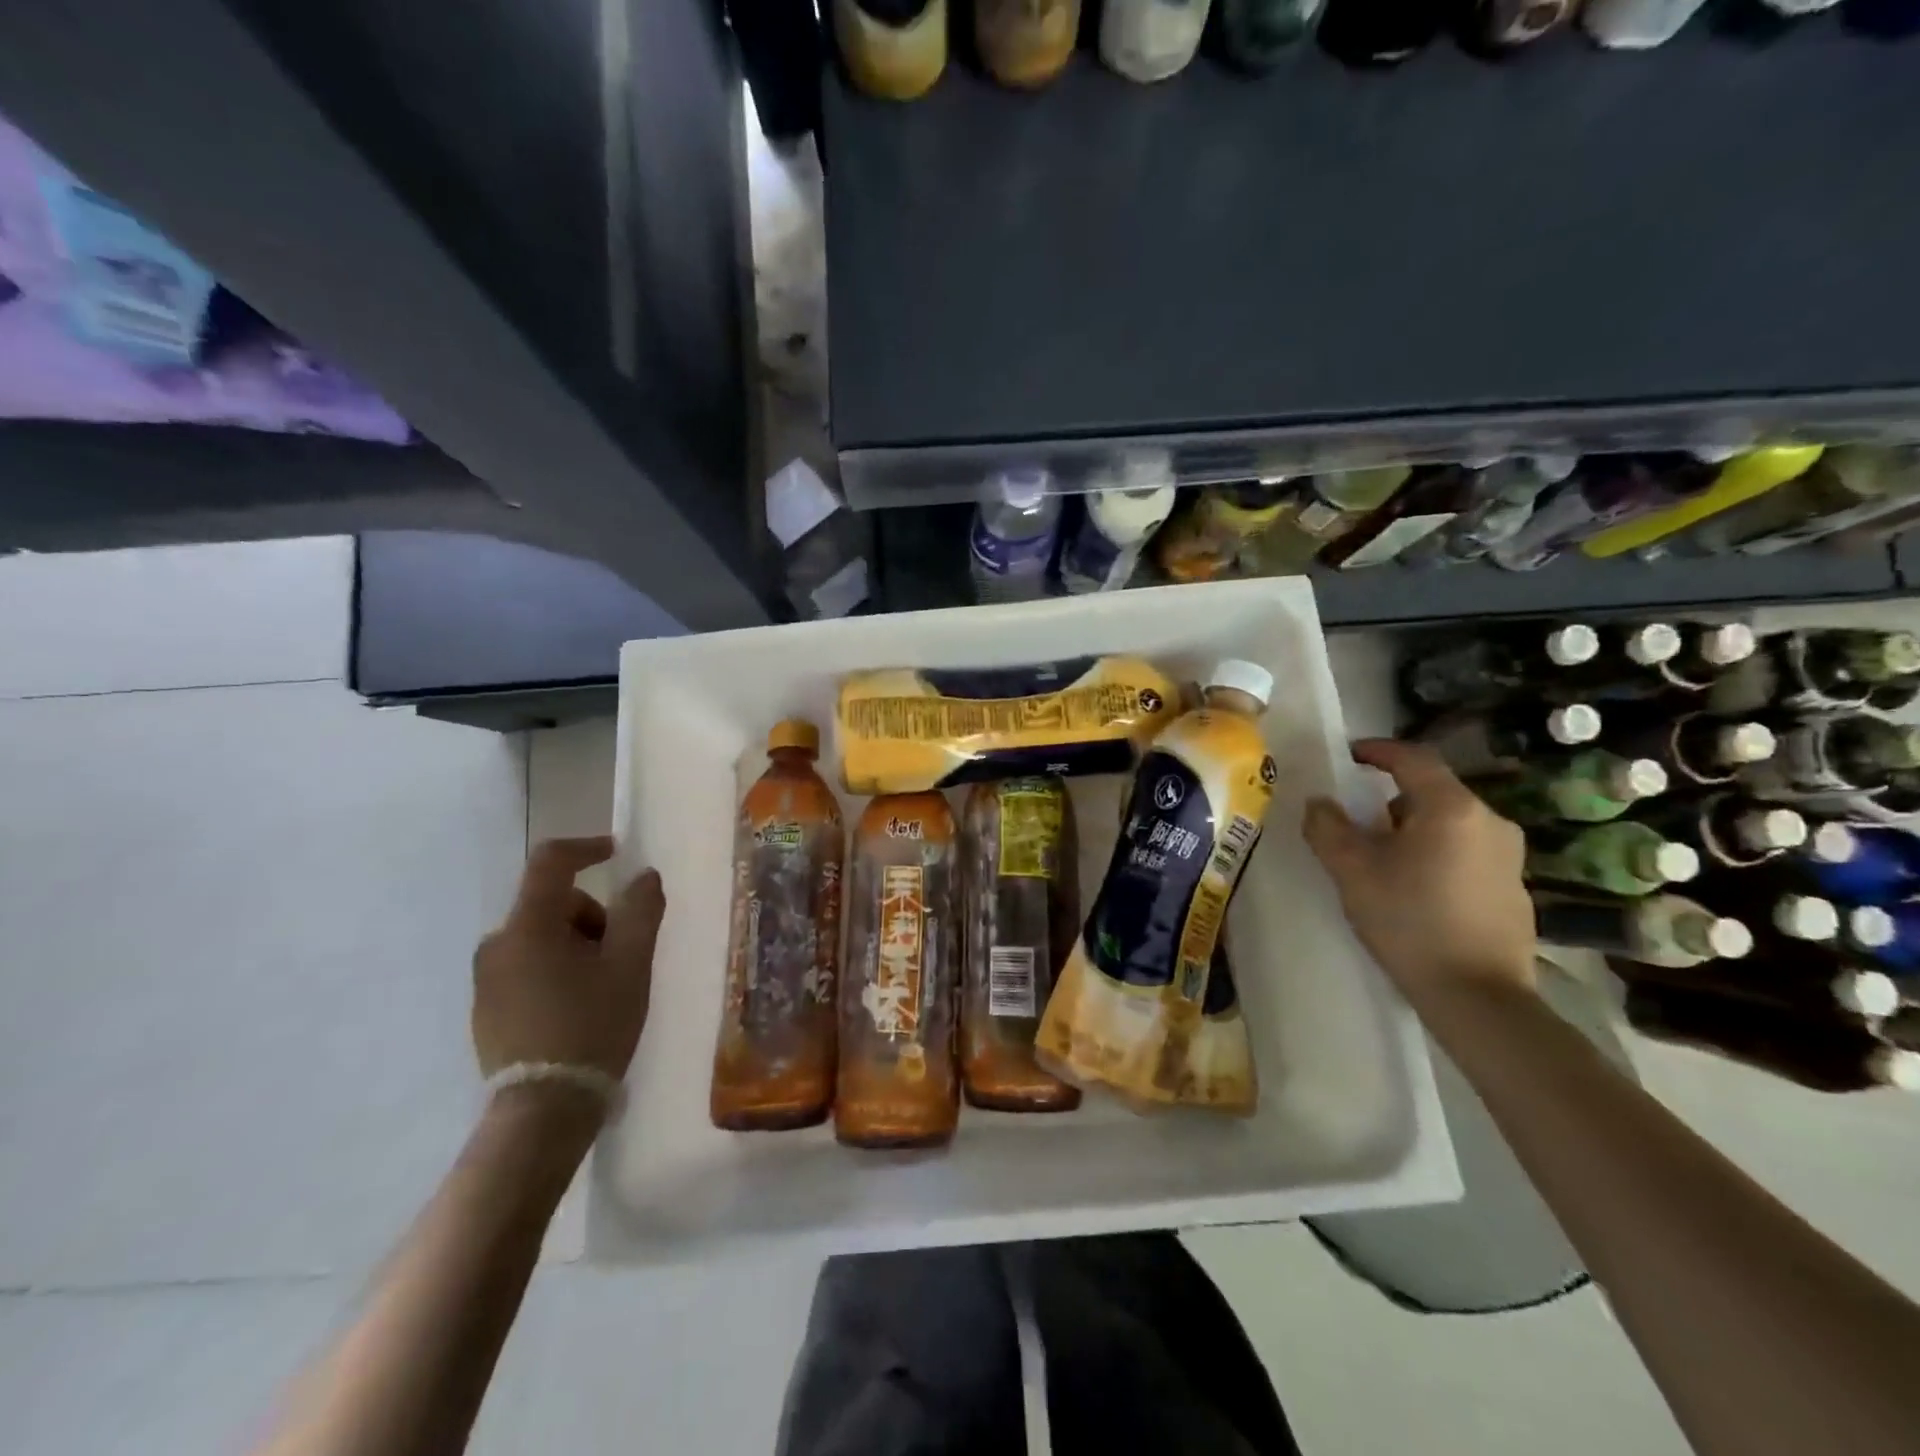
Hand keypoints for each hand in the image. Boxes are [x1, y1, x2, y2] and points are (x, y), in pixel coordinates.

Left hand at [471, 837, 664, 1082]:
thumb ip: (641, 911)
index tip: (617, 853)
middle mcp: (497, 944)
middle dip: (593, 916)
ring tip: (604, 986)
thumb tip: (644, 876)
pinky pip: (527, 966)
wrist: (544, 1110)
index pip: (550, 862)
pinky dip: (556, 970)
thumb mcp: (631, 964)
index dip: (586, 847)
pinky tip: (579, 1007)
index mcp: (528, 927)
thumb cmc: (592, 1026)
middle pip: (552, 904)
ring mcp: (486, 979)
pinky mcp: (486, 1008)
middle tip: (623, 953)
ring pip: (541, 937)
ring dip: (577, 945)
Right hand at [1301, 738, 1535, 1008]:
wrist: (1478, 996)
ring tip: (1382, 859)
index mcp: (1451, 808)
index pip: (1412, 758)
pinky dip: (1436, 854)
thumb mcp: (1352, 871)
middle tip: (1356, 820)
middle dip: (1389, 798)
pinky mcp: (1514, 887)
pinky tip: (1416, 889)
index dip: (1376, 750)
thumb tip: (1320, 803)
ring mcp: (1509, 855)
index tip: (1347, 756)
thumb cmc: (1409, 921)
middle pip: (1431, 791)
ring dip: (1413, 828)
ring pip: (1449, 823)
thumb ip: (1328, 827)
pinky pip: (1466, 851)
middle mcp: (1490, 820)